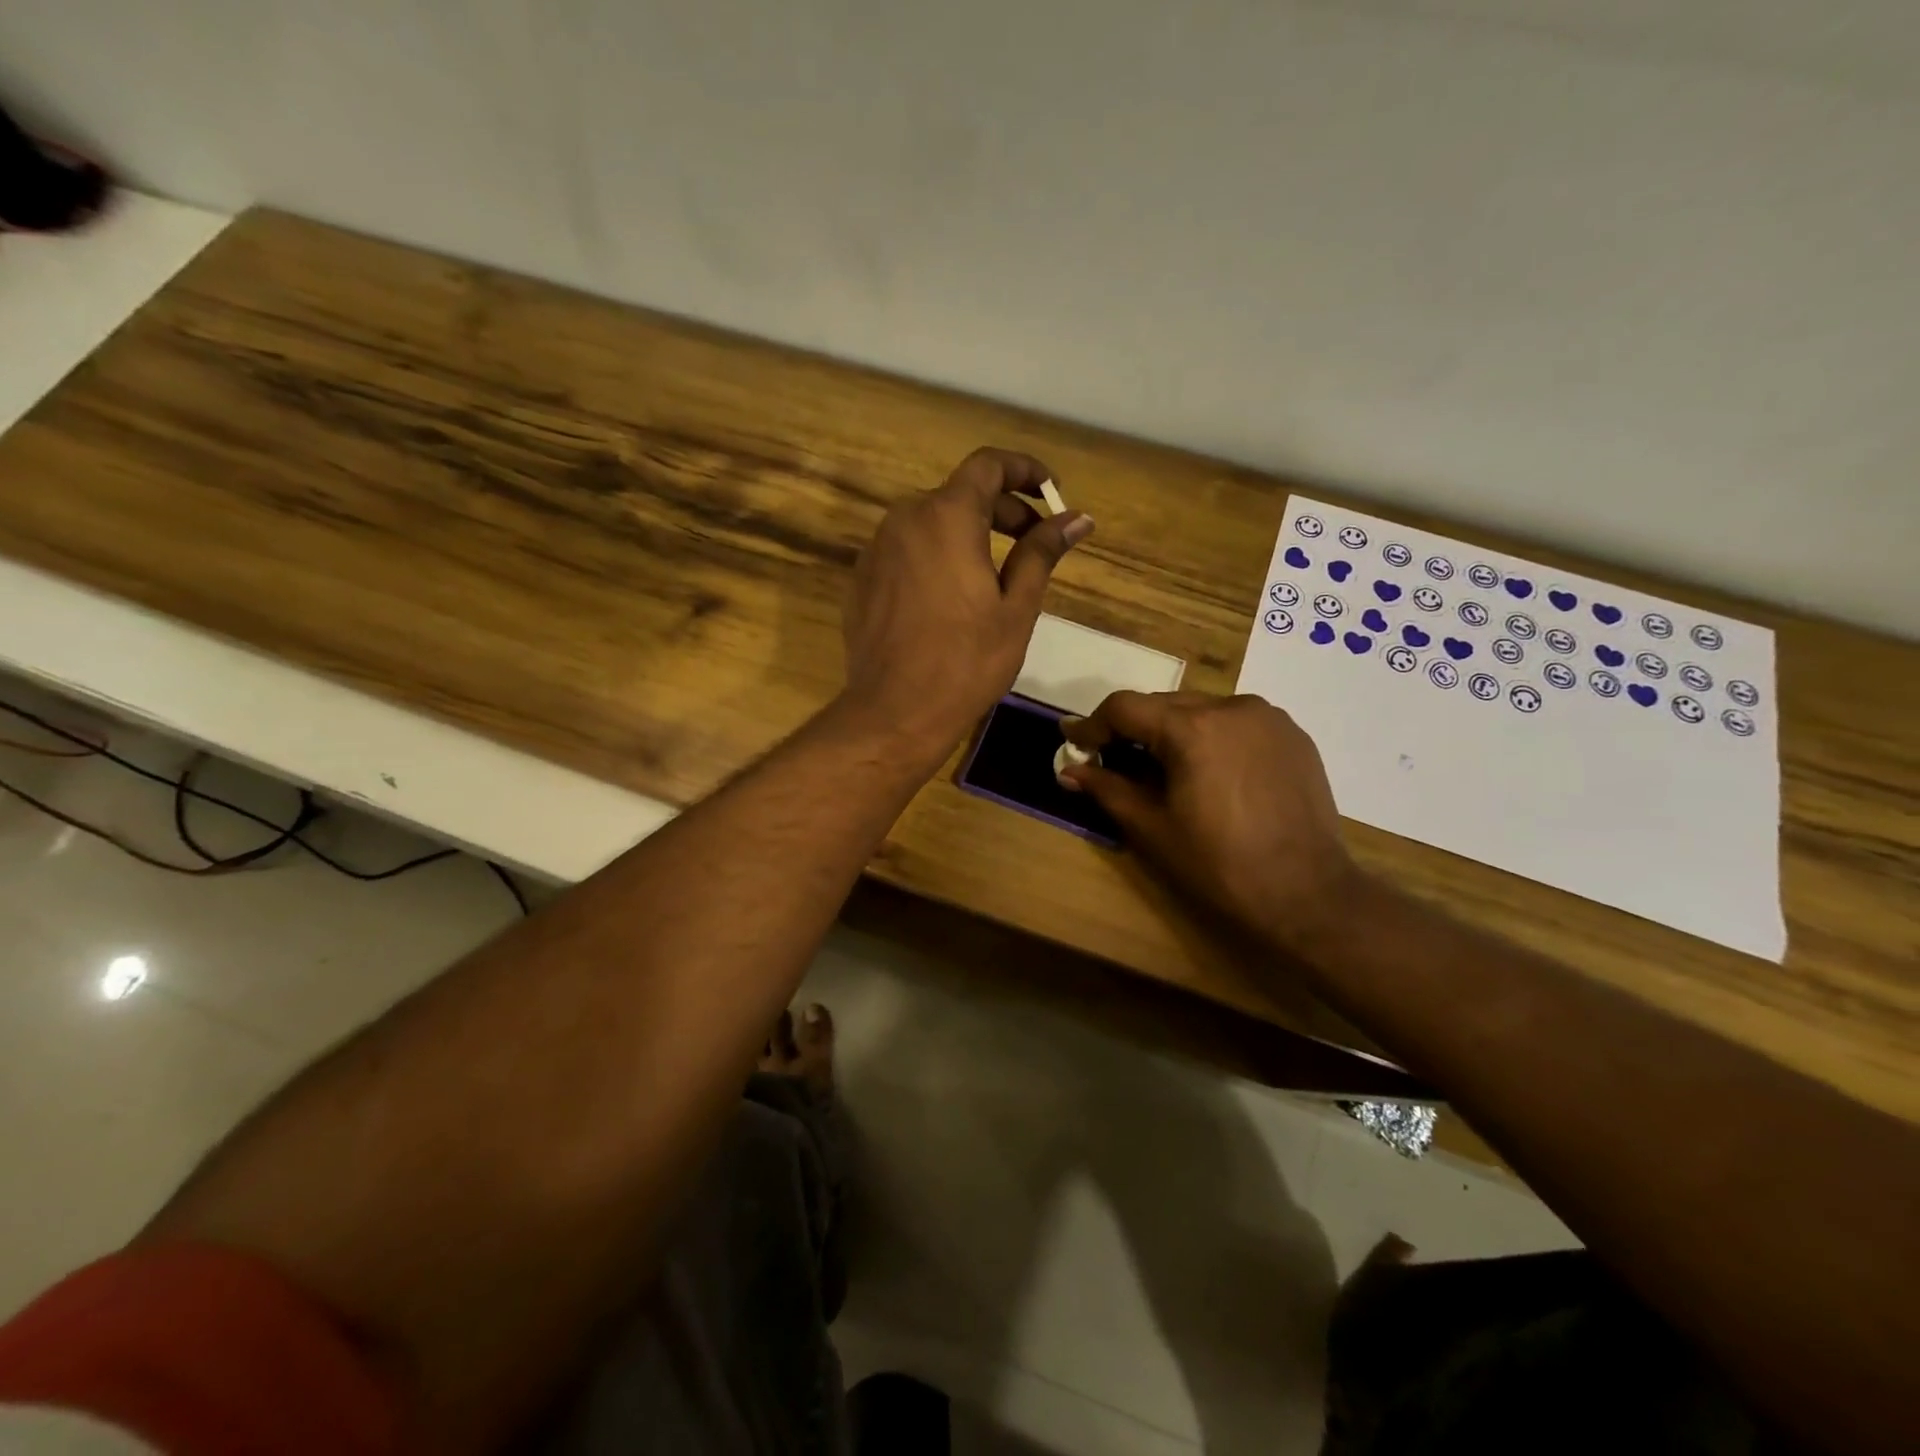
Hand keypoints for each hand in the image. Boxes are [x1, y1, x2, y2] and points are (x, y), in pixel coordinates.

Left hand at [841, 447, 1092, 758]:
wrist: (895, 711)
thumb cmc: (966, 661)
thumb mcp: (1016, 607)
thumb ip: (1042, 552)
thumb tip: (1077, 518)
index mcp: (946, 517)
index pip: (988, 465)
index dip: (1024, 470)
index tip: (1051, 492)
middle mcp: (905, 519)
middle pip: (959, 493)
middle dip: (1002, 509)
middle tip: (1034, 540)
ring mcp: (877, 549)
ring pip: (930, 522)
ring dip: (968, 533)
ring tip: (997, 573)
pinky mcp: (863, 579)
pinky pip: (907, 551)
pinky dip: (937, 556)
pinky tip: (953, 597)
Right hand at [1060, 692, 1361, 954]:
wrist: (1308, 893)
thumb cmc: (1220, 865)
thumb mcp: (1153, 829)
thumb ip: (1107, 789)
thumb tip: (1069, 770)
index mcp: (1192, 728)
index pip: (1125, 707)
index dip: (1093, 724)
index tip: (1075, 743)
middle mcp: (1231, 706)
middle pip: (1163, 704)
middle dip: (1134, 729)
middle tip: (1113, 759)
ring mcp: (1268, 717)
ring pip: (1202, 710)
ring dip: (1174, 731)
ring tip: (1166, 769)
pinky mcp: (1293, 734)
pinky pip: (1237, 723)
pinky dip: (1213, 737)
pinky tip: (1212, 772)